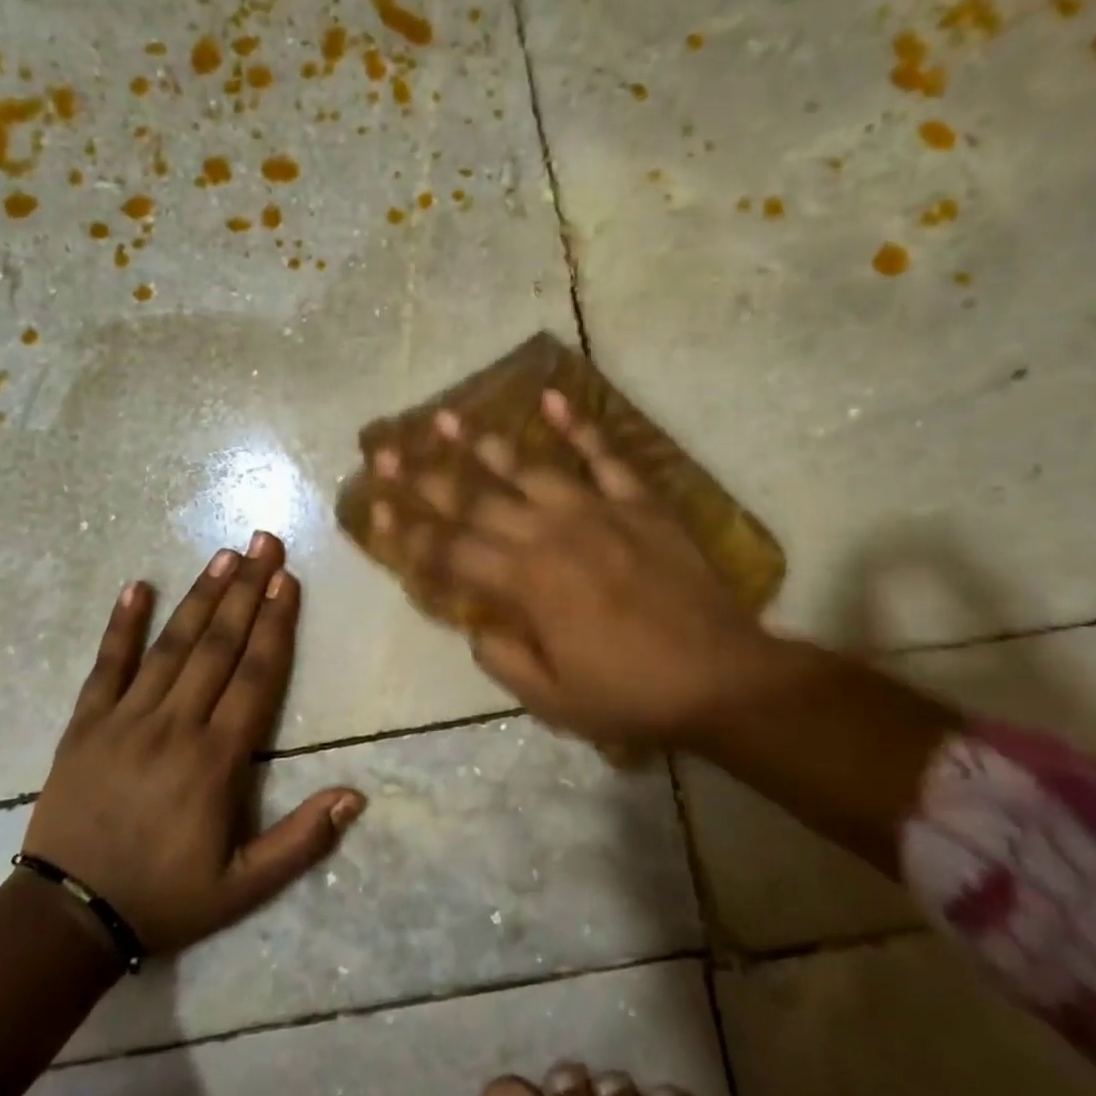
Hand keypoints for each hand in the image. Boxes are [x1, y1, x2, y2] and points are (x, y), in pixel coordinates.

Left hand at [22, 533, 364, 955]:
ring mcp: (125, 720)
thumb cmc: (165, 897)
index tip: (287, 580)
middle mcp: (175, 726)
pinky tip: (137, 586)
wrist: (67, 918)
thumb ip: (301, 841)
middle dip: (245, 590)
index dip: (275, 625)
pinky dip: (121, 625)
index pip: (255, 676)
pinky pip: (105, 666)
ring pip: (171, 645)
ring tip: (223, 555)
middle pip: (218, 646)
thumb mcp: (244, 888)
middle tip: (264, 542)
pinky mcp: (84, 725)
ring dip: (200, 597)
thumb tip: (355, 796)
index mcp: (216, 760)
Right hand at [372, 392, 772, 759]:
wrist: (720, 678)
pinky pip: (604, 456)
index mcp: (525, 584)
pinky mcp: (638, 503)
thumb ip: (504, 658)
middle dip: (425, 478)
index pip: (450, 552)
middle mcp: (549, 535)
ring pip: (527, 469)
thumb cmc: (630, 694)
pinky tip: (550, 396)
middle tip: (387, 451)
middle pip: (475, 502)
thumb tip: (477, 628)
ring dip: (483, 443)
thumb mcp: (553, 699)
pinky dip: (577, 426)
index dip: (408, 533)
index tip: (375, 508)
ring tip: (448, 416)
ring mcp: (596, 511)